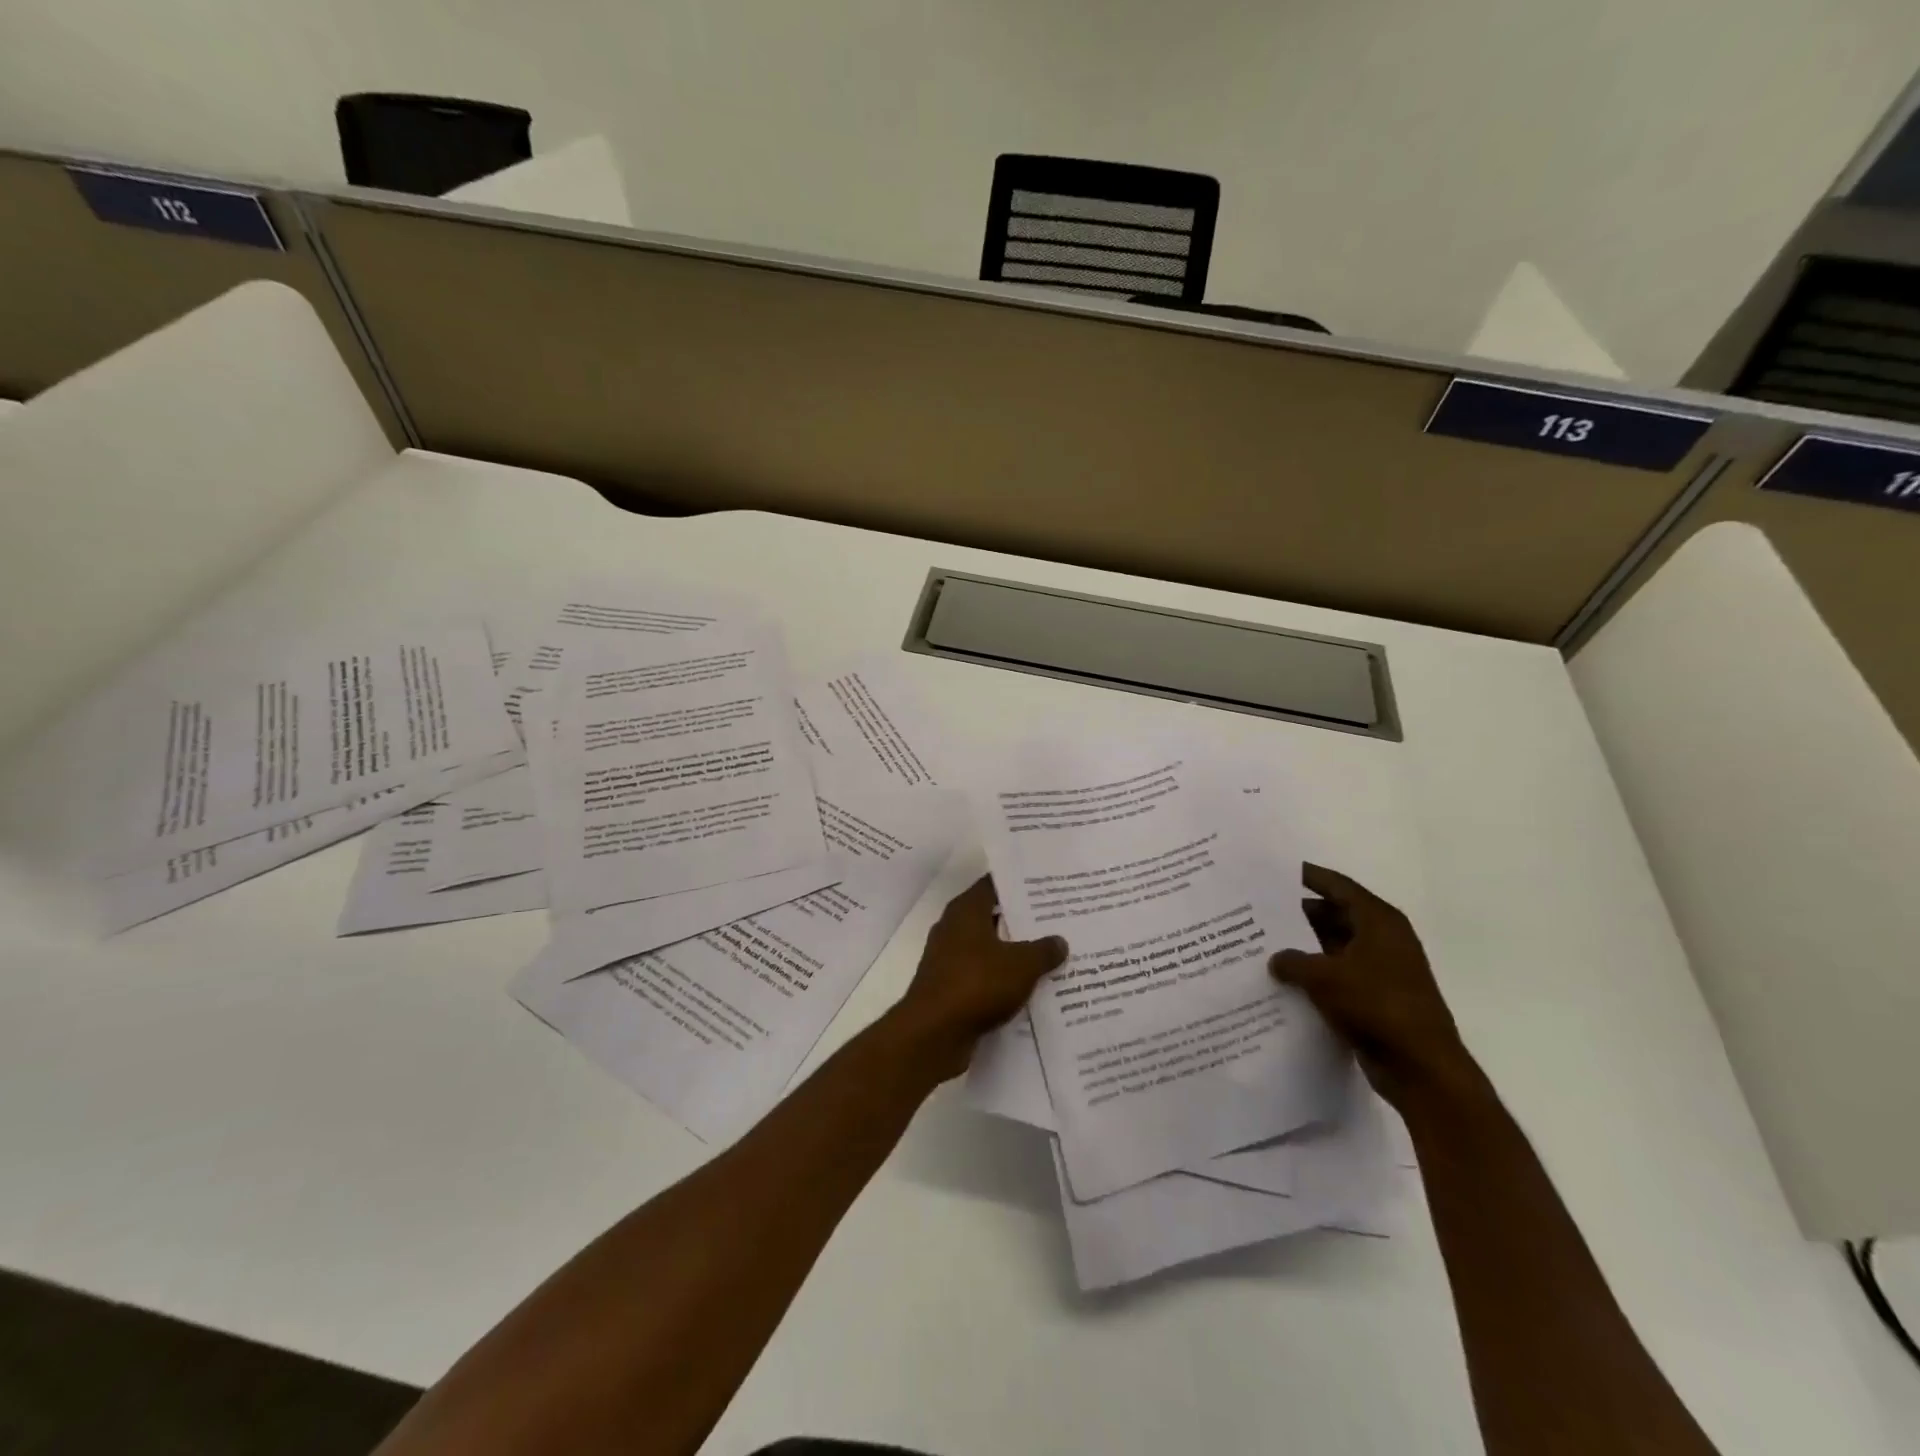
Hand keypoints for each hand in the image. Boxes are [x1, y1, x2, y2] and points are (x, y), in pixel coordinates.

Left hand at [890, 875, 1067, 1079]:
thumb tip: (1059, 941)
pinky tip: (1028, 989)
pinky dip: (1001, 980)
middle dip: (1021, 921)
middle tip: (1056, 922)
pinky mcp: (949, 988)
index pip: (993, 885)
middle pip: (992, 917)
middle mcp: (953, 928)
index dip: (1018, 885)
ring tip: (1049, 956)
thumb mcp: (1021, 965)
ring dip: (1012, 954)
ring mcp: (948, 959)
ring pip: (988, 949)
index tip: (1046, 887)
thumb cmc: (977, 984)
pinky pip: (981, 976)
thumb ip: (1043, 950)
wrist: (934, 1033)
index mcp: (966, 911)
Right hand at [1270, 863, 1471, 1106]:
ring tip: (1263, 945)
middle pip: (1335, 915)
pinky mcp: (1378, 998)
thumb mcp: (1323, 977)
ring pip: (1335, 947)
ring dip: (1305, 947)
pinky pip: (1339, 975)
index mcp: (1379, 921)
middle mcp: (1384, 939)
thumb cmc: (1376, 1006)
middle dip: (1299, 914)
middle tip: (1259, 912)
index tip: (1274, 873)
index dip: (1307, 877)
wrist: (1421, 1068)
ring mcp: (1383, 970)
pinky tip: (1284, 980)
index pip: (1338, 886)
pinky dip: (1316, 974)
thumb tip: (1275, 958)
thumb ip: (1292, 960)